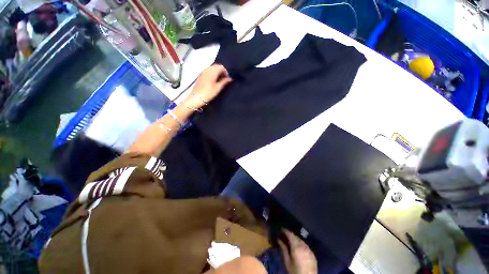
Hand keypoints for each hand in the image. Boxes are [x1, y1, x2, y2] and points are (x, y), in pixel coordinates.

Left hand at [184, 64, 231, 108]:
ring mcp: (203, 72)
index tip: (227, 78)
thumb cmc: (208, 93)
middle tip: (224, 79)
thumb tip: (229, 79)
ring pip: (212, 68)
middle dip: (221, 71)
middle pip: (216, 66)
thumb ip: (224, 82)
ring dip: (217, 72)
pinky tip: (213, 81)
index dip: (226, 72)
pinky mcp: (200, 75)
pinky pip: (208, 71)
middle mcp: (207, 69)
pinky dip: (212, 73)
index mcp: (212, 71)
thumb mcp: (218, 88)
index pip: (221, 67)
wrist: (197, 97)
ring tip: (219, 80)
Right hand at [278, 229, 317, 273]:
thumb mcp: (287, 261)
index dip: (285, 231)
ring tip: (290, 242)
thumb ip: (283, 249)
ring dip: (296, 239)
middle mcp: (303, 245)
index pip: (290, 234)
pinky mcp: (313, 254)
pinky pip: (305, 246)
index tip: (281, 229)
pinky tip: (298, 248)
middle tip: (284, 236)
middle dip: (290, 235)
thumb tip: (279, 239)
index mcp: (296, 246)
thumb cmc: (295, 271)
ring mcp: (309, 249)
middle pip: (296, 237)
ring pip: (301, 240)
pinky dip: (301, 244)